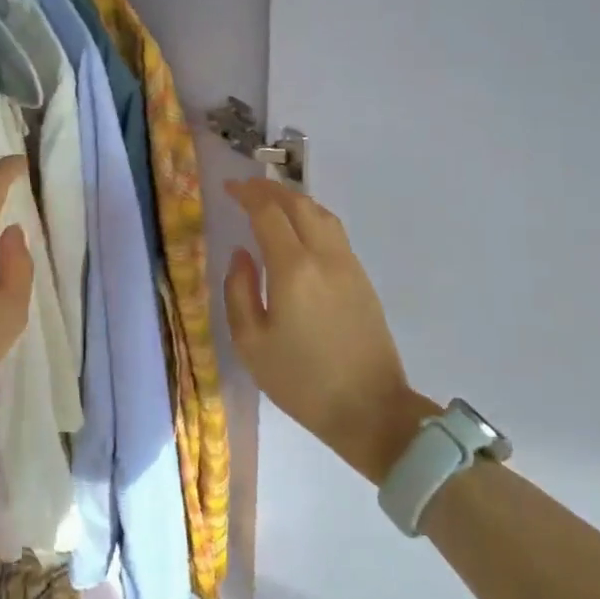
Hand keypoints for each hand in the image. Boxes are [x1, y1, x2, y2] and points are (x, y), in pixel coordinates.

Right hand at [223, 179, 437, 483]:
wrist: (371, 411)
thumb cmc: (302, 382)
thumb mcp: (251, 344)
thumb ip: (239, 291)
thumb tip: (241, 254)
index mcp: (293, 269)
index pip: (268, 213)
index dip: (246, 194)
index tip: (228, 187)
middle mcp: (324, 256)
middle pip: (298, 203)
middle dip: (269, 190)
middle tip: (245, 188)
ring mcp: (348, 265)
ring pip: (321, 213)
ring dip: (293, 199)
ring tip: (271, 201)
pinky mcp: (362, 278)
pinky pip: (334, 231)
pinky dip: (311, 216)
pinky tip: (300, 229)